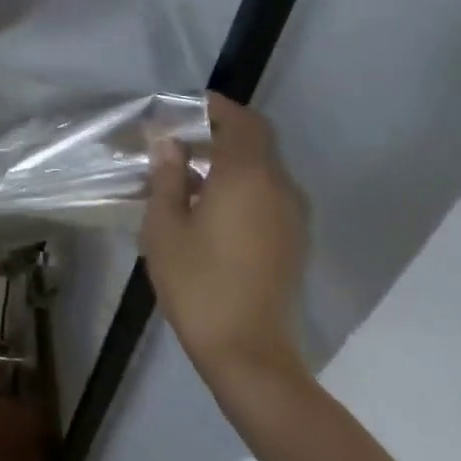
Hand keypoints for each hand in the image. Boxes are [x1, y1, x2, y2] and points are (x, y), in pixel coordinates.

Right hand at [142, 93, 309, 391]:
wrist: (248, 353)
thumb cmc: (198, 284)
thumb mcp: (165, 227)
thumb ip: (168, 176)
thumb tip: (169, 142)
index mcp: (247, 175)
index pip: (240, 120)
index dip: (214, 107)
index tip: (183, 109)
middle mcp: (279, 186)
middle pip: (256, 139)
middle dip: (221, 130)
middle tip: (182, 139)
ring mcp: (292, 214)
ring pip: (264, 167)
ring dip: (233, 159)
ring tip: (192, 174)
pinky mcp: (294, 240)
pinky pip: (269, 193)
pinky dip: (244, 184)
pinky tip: (213, 207)